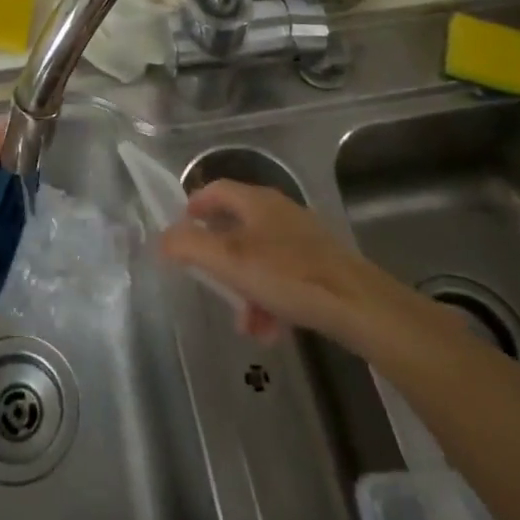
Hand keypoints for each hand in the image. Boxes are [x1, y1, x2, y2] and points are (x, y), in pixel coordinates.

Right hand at [158, 180, 412, 346]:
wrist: (357, 304)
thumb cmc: (287, 274)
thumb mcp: (229, 260)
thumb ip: (190, 246)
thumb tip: (162, 239)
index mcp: (256, 201)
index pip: (215, 189)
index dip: (194, 206)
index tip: (180, 230)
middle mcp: (278, 211)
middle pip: (237, 226)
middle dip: (219, 259)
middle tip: (208, 280)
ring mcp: (302, 237)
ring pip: (260, 257)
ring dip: (245, 286)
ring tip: (244, 322)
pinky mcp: (321, 264)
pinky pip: (283, 276)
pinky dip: (270, 298)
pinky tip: (270, 330)